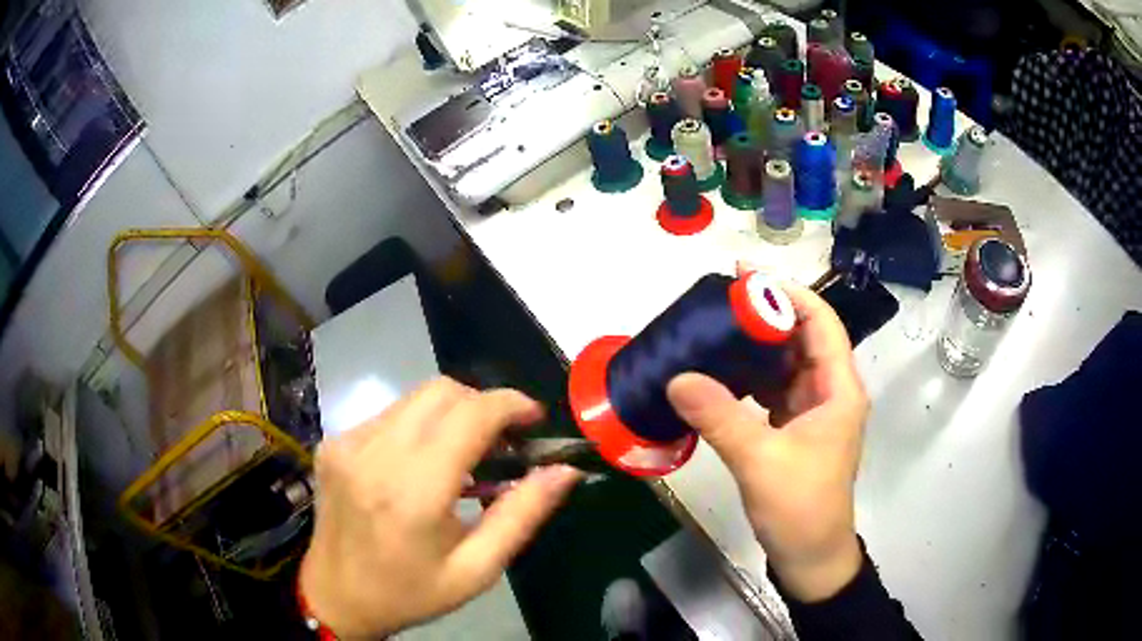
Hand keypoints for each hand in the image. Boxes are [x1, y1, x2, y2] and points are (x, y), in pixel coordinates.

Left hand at [300, 378, 581, 638]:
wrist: (335, 596)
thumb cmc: (410, 591)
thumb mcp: (477, 568)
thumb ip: (523, 515)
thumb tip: (564, 470)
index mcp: (413, 491)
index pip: (470, 414)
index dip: (511, 405)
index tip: (534, 419)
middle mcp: (374, 453)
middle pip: (442, 391)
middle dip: (483, 405)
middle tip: (503, 442)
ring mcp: (346, 442)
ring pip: (415, 398)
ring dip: (451, 415)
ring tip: (466, 455)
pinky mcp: (333, 442)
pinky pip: (389, 415)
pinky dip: (419, 427)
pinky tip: (423, 465)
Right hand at [667, 283, 868, 601]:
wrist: (809, 556)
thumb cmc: (800, 507)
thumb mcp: (760, 460)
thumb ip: (721, 417)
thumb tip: (678, 377)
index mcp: (838, 389)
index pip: (821, 324)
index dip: (789, 295)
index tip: (747, 278)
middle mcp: (829, 392)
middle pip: (801, 340)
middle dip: (766, 317)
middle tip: (721, 302)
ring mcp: (812, 412)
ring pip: (785, 366)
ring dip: (756, 349)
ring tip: (716, 331)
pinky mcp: (795, 431)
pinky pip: (773, 392)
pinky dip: (750, 380)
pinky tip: (721, 375)